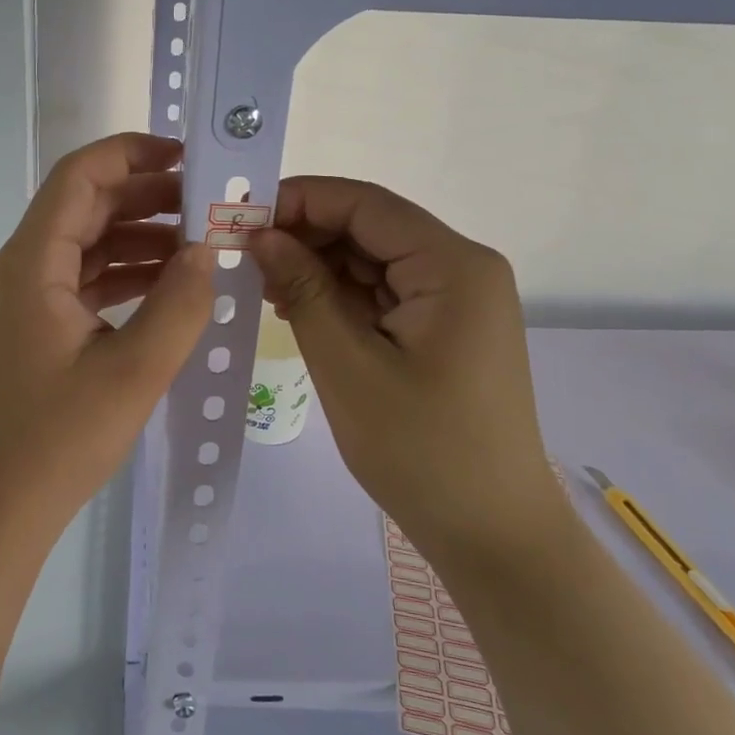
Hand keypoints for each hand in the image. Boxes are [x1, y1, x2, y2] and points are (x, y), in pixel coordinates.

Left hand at [0, 133, 216, 531]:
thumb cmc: (59, 439)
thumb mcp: (134, 371)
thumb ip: (179, 303)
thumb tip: (206, 251)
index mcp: (31, 262)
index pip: (79, 177)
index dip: (131, 154)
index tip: (186, 157)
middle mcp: (21, 268)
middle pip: (85, 207)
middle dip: (146, 198)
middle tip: (208, 204)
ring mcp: (25, 299)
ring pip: (86, 244)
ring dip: (140, 238)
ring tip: (201, 245)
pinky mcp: (35, 327)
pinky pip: (83, 281)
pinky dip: (124, 275)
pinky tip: (169, 286)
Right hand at [249, 177, 562, 563]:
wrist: (492, 534)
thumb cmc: (420, 450)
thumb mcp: (347, 365)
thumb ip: (304, 288)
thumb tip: (261, 234)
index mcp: (453, 266)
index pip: (366, 205)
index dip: (301, 200)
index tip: (242, 217)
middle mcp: (463, 269)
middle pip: (371, 228)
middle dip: (306, 235)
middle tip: (243, 255)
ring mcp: (458, 299)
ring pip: (374, 259)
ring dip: (319, 266)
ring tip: (263, 285)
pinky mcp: (446, 327)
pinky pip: (384, 292)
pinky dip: (340, 295)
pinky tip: (298, 308)